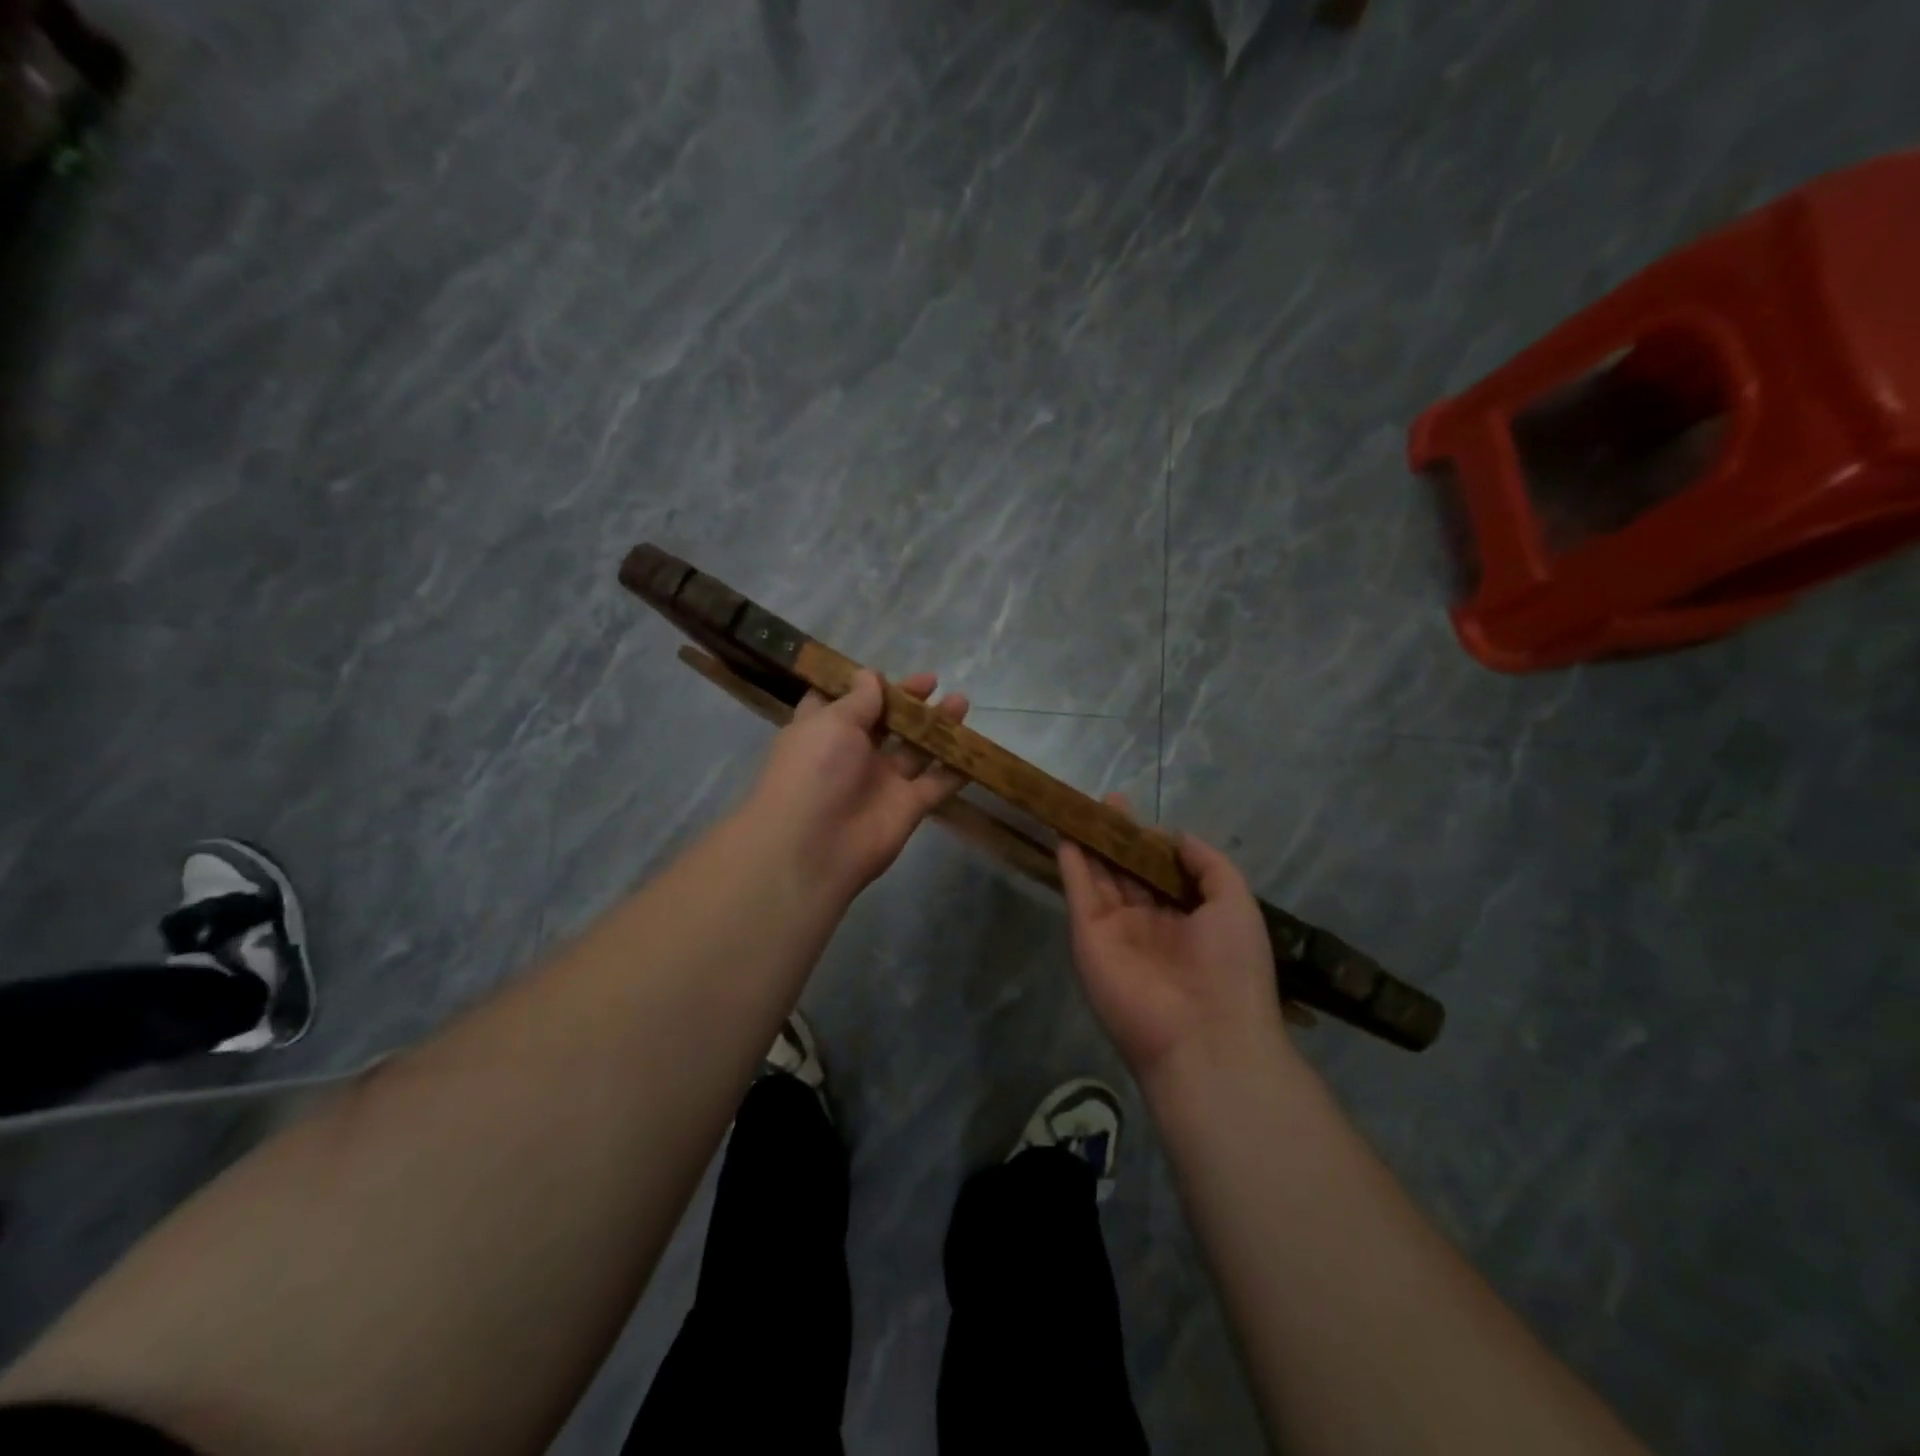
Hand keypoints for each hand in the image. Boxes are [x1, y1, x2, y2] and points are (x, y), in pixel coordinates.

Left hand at [748, 669, 968, 900]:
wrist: (814, 848)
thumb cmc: (814, 772)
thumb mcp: (832, 722)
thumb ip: (859, 700)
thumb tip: (870, 676)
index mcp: (823, 730)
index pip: (839, 702)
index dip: (859, 685)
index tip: (881, 670)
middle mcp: (851, 754)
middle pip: (884, 721)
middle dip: (907, 701)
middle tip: (932, 681)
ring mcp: (881, 781)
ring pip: (915, 748)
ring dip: (937, 726)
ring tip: (961, 702)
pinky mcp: (908, 806)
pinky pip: (937, 783)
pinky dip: (955, 768)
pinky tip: (976, 747)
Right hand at [1058, 798, 1291, 1086]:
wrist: (1203, 1035)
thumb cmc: (1231, 967)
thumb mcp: (1236, 904)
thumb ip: (1208, 864)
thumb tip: (1175, 835)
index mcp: (1187, 919)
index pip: (1162, 873)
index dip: (1150, 842)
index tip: (1138, 814)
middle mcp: (1149, 923)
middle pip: (1127, 871)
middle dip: (1117, 838)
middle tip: (1106, 801)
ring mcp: (1116, 931)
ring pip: (1100, 878)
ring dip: (1090, 845)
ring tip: (1082, 809)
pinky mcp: (1088, 938)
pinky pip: (1079, 894)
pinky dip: (1071, 865)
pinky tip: (1066, 835)